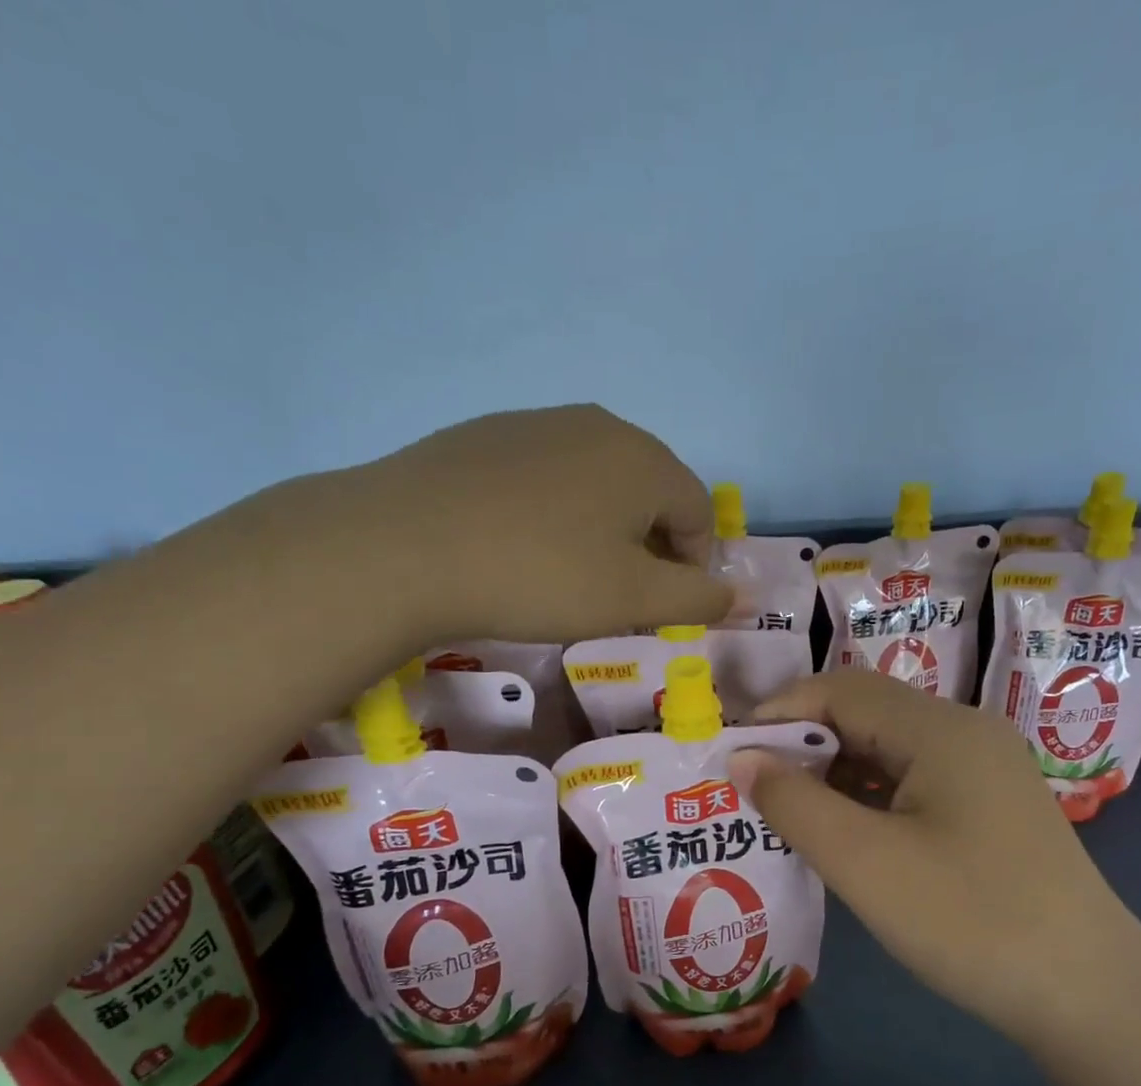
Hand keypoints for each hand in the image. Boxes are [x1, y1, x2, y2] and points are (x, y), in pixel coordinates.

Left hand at [298, 405, 732, 646]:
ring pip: (596, 482)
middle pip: (650, 491)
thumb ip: (696, 598)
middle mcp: (598, 425)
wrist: (404, 547)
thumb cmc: (539, 575)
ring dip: (603, 529)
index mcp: (644, 458)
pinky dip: (554, 512)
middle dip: (650, 546)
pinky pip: (545, 477)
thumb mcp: (632, 599)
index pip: (698, 512)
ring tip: (569, 574)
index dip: (694, 565)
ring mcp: (536, 423)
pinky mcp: (486, 436)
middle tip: (620, 595)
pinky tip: (520, 546)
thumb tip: (737, 595)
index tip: (665, 607)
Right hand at [729, 671, 1140, 1037]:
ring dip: (834, 772)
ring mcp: (985, 769)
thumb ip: (794, 803)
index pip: (840, 690)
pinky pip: (915, 780)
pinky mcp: (991, 806)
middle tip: (751, 787)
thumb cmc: (970, 921)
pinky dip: (869, 796)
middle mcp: (967, 732)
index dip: (779, 714)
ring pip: (890, 749)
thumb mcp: (866, 863)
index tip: (731, 755)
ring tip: (785, 811)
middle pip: (866, 713)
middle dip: (803, 743)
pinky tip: (844, 831)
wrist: (1088, 993)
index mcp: (941, 728)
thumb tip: (742, 758)